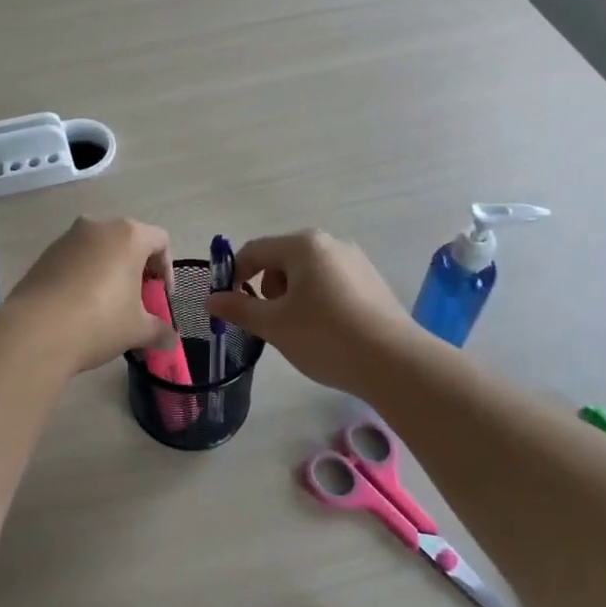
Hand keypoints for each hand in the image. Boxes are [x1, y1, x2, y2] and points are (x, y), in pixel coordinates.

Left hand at [5, 216, 176, 375]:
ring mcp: (67, 238)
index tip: (161, 297)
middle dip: (137, 270)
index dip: (167, 270)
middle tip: (138, 302)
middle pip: (128, 241)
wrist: (35, 331)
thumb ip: (160, 331)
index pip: (160, 241)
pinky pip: (75, 260)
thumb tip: (171, 341)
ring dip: (109, 272)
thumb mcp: (137, 329)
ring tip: (108, 307)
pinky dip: (84, 276)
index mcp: (128, 235)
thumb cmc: (99, 322)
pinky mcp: (44, 255)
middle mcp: (97, 227)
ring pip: (99, 249)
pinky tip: (80, 308)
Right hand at [205, 230, 417, 393]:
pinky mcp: (373, 282)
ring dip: (293, 296)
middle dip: (268, 289)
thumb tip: (211, 299)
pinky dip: (319, 301)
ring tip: (300, 330)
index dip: (234, 276)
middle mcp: (330, 243)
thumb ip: (238, 308)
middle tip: (271, 322)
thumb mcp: (273, 325)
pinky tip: (328, 332)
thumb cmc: (324, 336)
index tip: (230, 306)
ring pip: (308, 273)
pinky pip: (332, 283)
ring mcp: (356, 261)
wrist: (394, 362)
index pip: (254, 251)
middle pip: (282, 259)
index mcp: (303, 245)